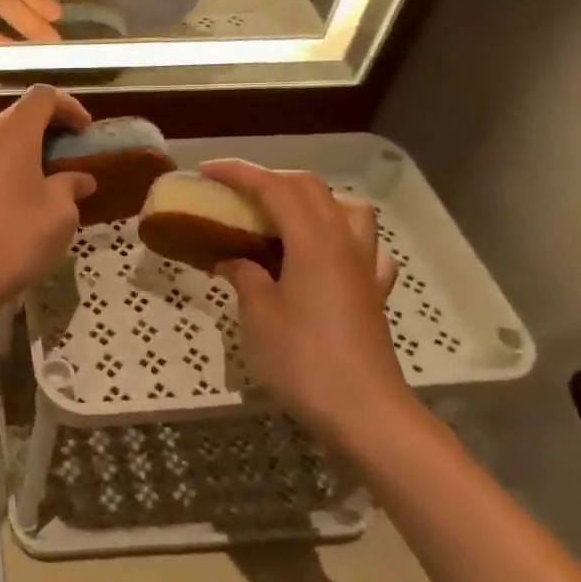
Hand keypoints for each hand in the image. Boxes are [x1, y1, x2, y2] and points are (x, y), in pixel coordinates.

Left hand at [0, 87, 95, 308]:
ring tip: (31, 173)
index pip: (41, 97)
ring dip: (13, 144)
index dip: (67, 106)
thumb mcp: (60, 214)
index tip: (83, 132)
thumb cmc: (18, 238)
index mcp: (12, 133)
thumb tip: (79, 179)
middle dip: (41, 127)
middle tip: (61, 154)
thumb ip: (70, 187)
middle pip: (13, 113)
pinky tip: (4, 197)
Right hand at [201, 160, 408, 442]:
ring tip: (284, 218)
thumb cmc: (303, 359)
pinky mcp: (374, 292)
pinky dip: (344, 237)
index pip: (274, 188)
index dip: (238, 173)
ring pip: (347, 208)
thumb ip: (245, 276)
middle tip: (236, 192)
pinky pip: (366, 247)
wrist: (363, 410)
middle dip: (270, 179)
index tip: (206, 171)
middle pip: (310, 188)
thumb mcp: (258, 315)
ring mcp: (364, 266)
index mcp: (313, 241)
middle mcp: (343, 242)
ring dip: (313, 200)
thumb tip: (232, 260)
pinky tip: (328, 255)